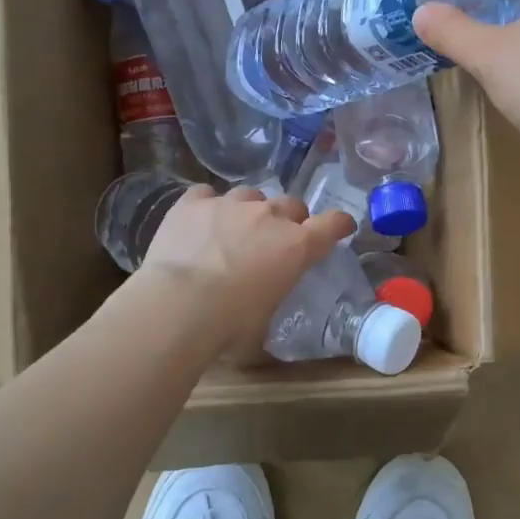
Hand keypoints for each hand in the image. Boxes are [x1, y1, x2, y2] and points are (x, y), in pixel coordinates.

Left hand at [136, 186, 353, 350]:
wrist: (179, 305)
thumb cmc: (230, 324)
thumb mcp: (267, 317)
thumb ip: (275, 293)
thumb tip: (265, 296)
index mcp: (297, 246)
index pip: (332, 224)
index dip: (338, 224)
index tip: (340, 227)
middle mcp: (269, 216)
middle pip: (292, 204)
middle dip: (289, 219)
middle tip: (275, 240)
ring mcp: (231, 203)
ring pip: (250, 195)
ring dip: (249, 210)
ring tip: (233, 230)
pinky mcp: (194, 202)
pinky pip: (207, 195)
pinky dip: (208, 206)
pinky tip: (199, 222)